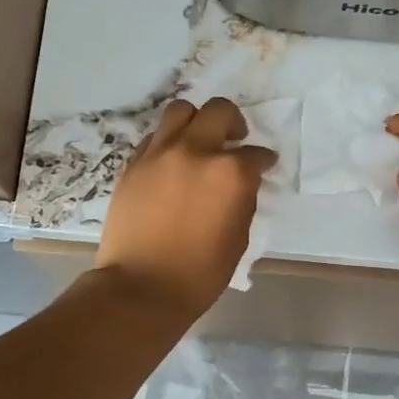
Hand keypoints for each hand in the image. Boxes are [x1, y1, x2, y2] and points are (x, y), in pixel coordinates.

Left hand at [94, 97, 275, 318]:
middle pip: (219, 112)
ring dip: (197, 120)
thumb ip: (243, 200)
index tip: (264, 165)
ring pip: (181, 111)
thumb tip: (241, 184)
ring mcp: (159, 154)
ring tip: (199, 140)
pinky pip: (155, 137)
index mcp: (230, 173)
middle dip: (234, 122)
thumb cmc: (199, 273)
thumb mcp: (238, 238)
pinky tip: (172, 161)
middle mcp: (195, 151)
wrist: (141, 287)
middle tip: (235, 139)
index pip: (256, 154)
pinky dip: (169, 142)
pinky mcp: (133, 164)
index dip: (264, 160)